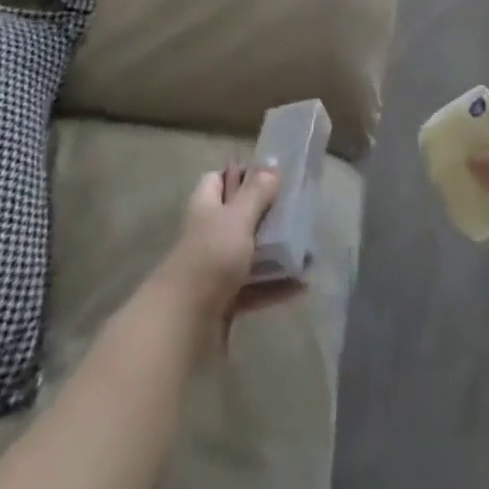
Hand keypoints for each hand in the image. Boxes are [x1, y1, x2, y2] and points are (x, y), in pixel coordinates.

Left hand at [157, 164, 300, 351]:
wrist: (182, 324)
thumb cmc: (210, 257)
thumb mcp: (237, 218)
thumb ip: (256, 192)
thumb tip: (271, 164)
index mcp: (205, 206)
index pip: (218, 179)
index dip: (240, 175)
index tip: (271, 176)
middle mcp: (208, 233)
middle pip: (238, 216)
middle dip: (266, 215)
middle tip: (297, 211)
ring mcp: (215, 268)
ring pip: (248, 253)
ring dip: (275, 252)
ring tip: (307, 250)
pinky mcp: (224, 300)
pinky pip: (254, 288)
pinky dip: (275, 286)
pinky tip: (301, 286)